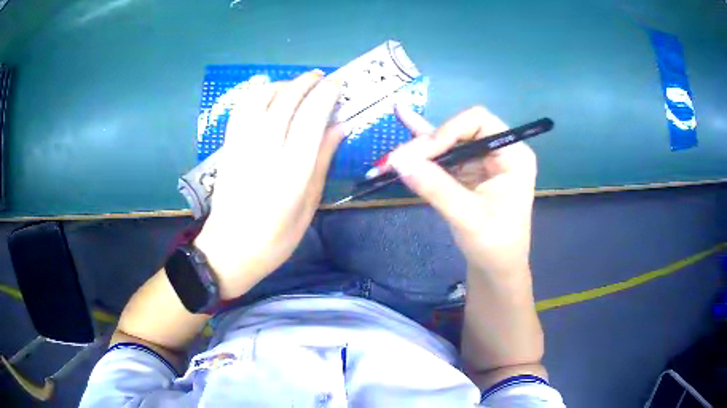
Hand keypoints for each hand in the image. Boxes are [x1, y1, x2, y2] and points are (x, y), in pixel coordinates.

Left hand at [194, 71, 342, 299]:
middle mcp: (266, 152)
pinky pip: (241, 109)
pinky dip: (256, 93)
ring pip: (260, 98)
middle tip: (320, 77)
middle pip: (286, 100)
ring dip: (281, 84)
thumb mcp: (308, 205)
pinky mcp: (227, 147)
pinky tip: (268, 93)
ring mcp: (242, 146)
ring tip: (296, 86)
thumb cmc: (276, 237)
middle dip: (305, 82)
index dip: (326, 94)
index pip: (311, 117)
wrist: (230, 250)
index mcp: (292, 172)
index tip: (338, 82)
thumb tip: (339, 126)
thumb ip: (322, 160)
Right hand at [388, 105, 536, 274]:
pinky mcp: (467, 171)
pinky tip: (405, 119)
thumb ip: (435, 186)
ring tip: (391, 154)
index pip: (478, 122)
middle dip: (428, 143)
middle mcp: (498, 151)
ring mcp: (481, 160)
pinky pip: (443, 155)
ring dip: (419, 148)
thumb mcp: (467, 216)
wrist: (496, 269)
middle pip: (459, 130)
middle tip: (397, 161)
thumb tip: (398, 160)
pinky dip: (423, 148)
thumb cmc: (494, 245)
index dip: (447, 131)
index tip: (420, 154)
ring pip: (447, 141)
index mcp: (513, 155)